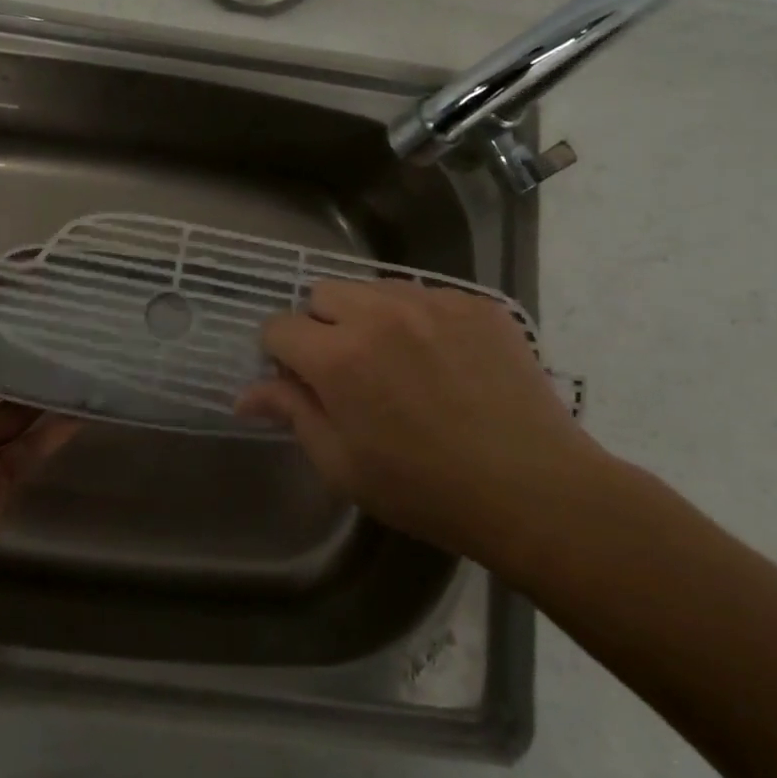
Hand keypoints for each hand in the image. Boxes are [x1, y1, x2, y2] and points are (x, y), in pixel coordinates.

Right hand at [239, 281, 599, 560]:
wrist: (532, 488)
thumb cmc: (425, 489)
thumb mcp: (343, 464)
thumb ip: (292, 413)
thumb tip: (244, 394)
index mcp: (338, 356)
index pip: (279, 326)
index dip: (279, 353)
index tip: (298, 379)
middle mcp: (380, 313)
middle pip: (323, 292)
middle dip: (321, 325)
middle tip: (347, 370)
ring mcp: (433, 302)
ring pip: (374, 287)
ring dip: (368, 316)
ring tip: (397, 361)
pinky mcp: (476, 304)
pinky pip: (426, 295)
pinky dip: (418, 319)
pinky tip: (442, 360)